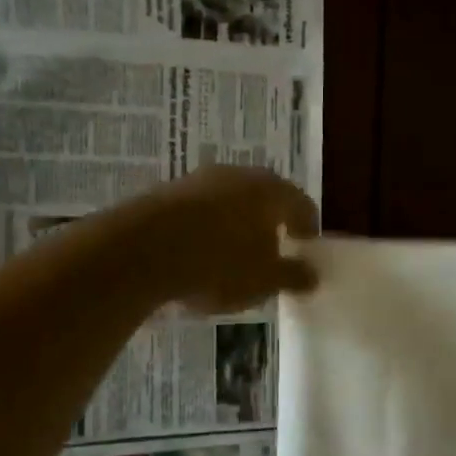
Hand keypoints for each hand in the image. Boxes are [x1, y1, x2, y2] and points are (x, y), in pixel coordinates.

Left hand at [136, 166, 318, 313]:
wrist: (142, 250)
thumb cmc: (219, 264)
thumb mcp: (264, 280)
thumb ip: (292, 276)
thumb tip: (312, 274)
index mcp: (273, 191)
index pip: (302, 205)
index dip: (307, 228)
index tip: (304, 248)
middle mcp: (240, 175)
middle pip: (265, 197)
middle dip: (270, 222)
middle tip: (271, 250)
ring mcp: (200, 179)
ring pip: (229, 200)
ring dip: (235, 223)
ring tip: (232, 254)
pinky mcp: (167, 191)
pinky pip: (198, 209)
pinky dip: (205, 227)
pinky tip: (198, 253)